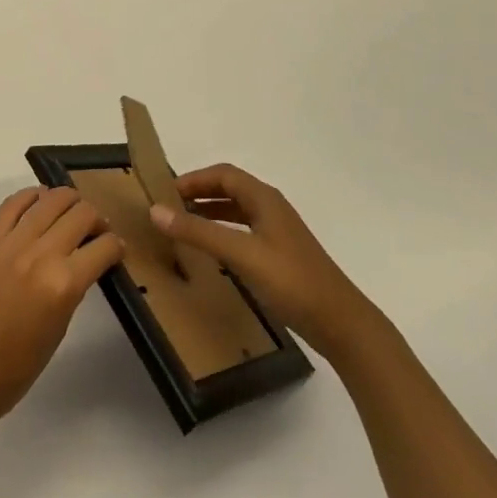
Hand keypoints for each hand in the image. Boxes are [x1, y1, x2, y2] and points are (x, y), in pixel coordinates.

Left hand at [0, 187, 123, 427]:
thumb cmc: (12, 370)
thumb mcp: (57, 331)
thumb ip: (71, 290)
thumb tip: (82, 263)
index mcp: (63, 285)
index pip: (103, 247)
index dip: (116, 246)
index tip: (116, 250)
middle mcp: (40, 254)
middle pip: (81, 213)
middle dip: (96, 220)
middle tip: (95, 232)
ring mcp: (10, 242)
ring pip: (51, 198)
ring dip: (69, 202)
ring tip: (69, 215)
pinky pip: (14, 202)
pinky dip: (32, 197)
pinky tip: (39, 204)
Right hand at [150, 163, 375, 359]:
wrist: (341, 323)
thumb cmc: (291, 281)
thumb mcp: (240, 254)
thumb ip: (198, 232)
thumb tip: (155, 211)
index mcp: (264, 198)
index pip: (223, 174)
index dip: (193, 179)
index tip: (165, 192)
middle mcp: (271, 208)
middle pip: (230, 189)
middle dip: (199, 194)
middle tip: (169, 209)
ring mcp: (278, 233)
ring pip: (237, 211)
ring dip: (210, 213)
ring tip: (183, 226)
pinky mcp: (281, 256)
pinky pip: (244, 232)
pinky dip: (223, 233)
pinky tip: (213, 252)